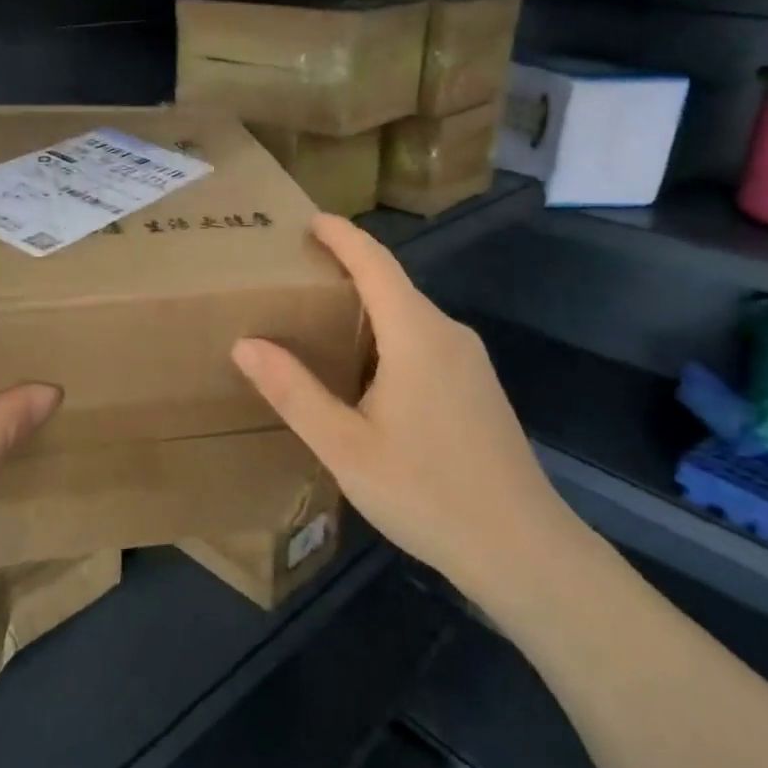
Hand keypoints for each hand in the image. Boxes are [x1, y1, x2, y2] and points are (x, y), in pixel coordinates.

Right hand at [231, 215, 580, 616]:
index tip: (309, 220)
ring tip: (321, 322)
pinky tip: (366, 373)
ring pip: (411, 316)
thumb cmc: (425, 492)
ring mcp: (471, 362)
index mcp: (416, 336)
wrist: (521, 548)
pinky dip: (389, 337)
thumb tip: (245, 343)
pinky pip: (426, 342)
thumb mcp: (344, 446)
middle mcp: (448, 335)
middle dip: (347, 271)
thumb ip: (294, 391)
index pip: (375, 262)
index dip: (342, 235)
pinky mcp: (479, 388)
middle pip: (393, 285)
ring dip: (368, 308)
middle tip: (297, 277)